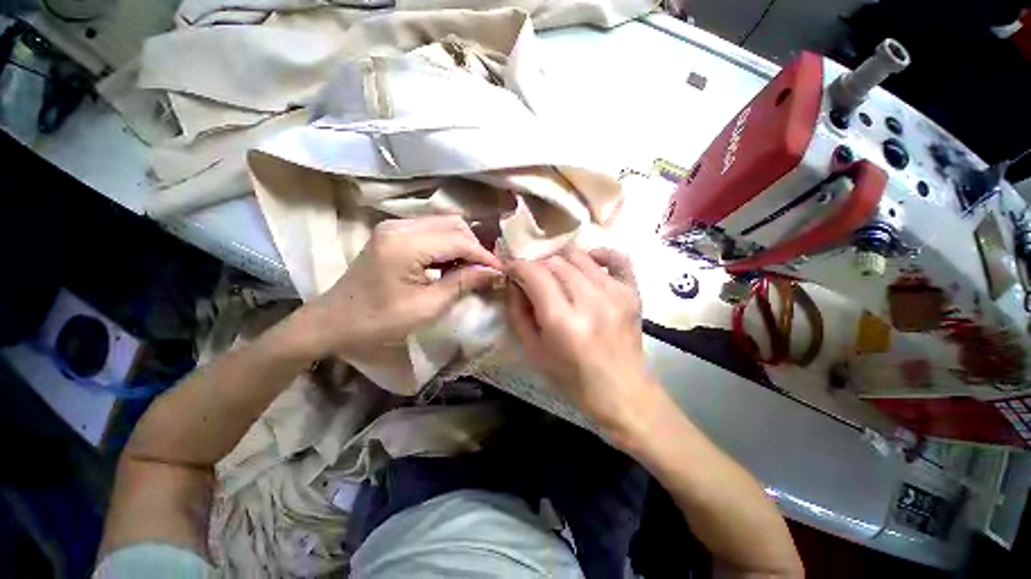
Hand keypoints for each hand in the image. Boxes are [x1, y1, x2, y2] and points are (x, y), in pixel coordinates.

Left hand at [300, 217, 502, 357]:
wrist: (334, 320)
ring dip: (462, 244)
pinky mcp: (393, 232)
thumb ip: (463, 284)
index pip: (459, 241)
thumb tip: (494, 273)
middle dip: (474, 247)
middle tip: (485, 271)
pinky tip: (450, 264)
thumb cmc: (379, 320)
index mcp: (406, 245)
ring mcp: (394, 226)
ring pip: (444, 224)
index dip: (483, 256)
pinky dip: (447, 245)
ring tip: (470, 269)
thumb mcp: (427, 307)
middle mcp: (400, 226)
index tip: (500, 272)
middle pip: (453, 224)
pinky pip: (431, 230)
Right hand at [506, 248, 665, 444]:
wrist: (622, 391)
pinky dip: (598, 254)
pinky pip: (616, 257)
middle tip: (532, 279)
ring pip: (579, 256)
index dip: (517, 266)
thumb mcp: (533, 350)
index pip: (534, 273)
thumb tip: (514, 282)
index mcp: (562, 321)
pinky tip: (589, 263)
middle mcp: (590, 300)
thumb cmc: (571, 378)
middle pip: (555, 262)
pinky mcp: (632, 292)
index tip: (511, 270)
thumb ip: (517, 312)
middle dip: (537, 266)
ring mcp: (615, 293)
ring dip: (560, 261)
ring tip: (556, 276)